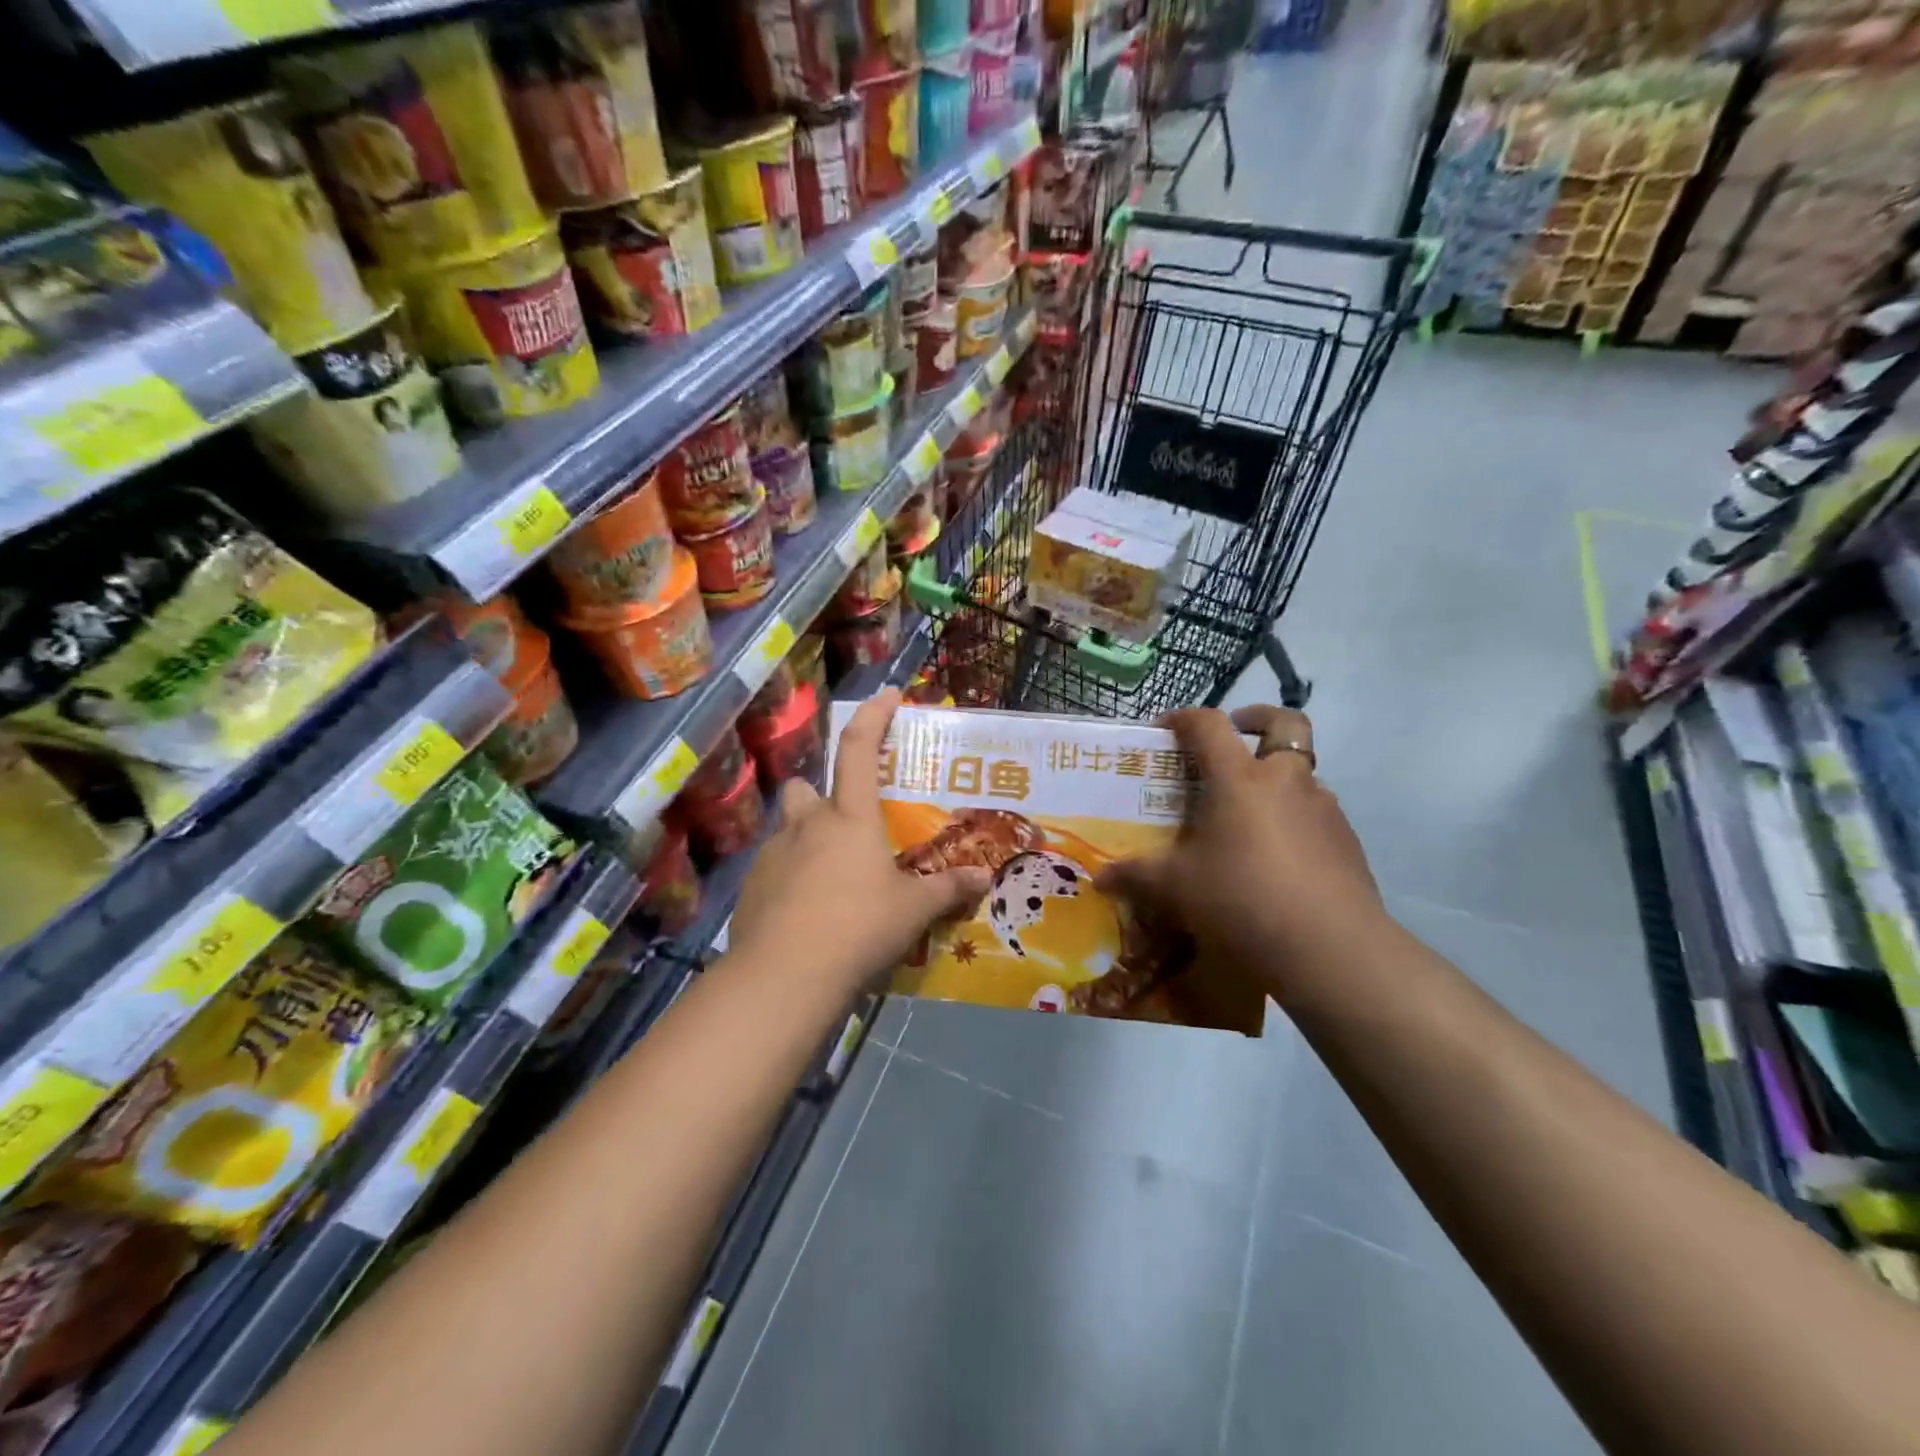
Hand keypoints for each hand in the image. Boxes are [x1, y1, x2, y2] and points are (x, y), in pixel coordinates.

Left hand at [728, 690, 991, 994]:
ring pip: (786, 830)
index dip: (874, 716)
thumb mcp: (912, 910)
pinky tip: (806, 913)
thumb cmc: (858, 928)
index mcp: (849, 818)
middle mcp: (807, 825)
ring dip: (805, 840)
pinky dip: (789, 879)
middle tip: (845, 825)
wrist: (785, 976)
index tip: (888, 694)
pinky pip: (773, 869)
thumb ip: (947, 890)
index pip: (860, 749)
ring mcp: (773, 855)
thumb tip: (985, 878)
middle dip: (820, 797)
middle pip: (804, 788)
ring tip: (829, 876)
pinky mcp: (752, 889)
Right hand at [1097, 705, 1384, 1001]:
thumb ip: (1136, 876)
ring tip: (1250, 813)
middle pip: (1285, 723)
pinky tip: (1278, 856)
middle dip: (1258, 718)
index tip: (1164, 727)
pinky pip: (1316, 812)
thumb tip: (1100, 878)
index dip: (1184, 717)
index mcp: (1240, 778)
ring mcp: (1324, 808)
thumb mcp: (1177, 888)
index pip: (1210, 725)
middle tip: (1238, 731)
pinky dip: (1295, 817)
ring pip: (1302, 771)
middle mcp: (1286, 780)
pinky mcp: (1347, 840)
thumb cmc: (1242, 899)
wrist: (1330, 948)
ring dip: (1278, 776)